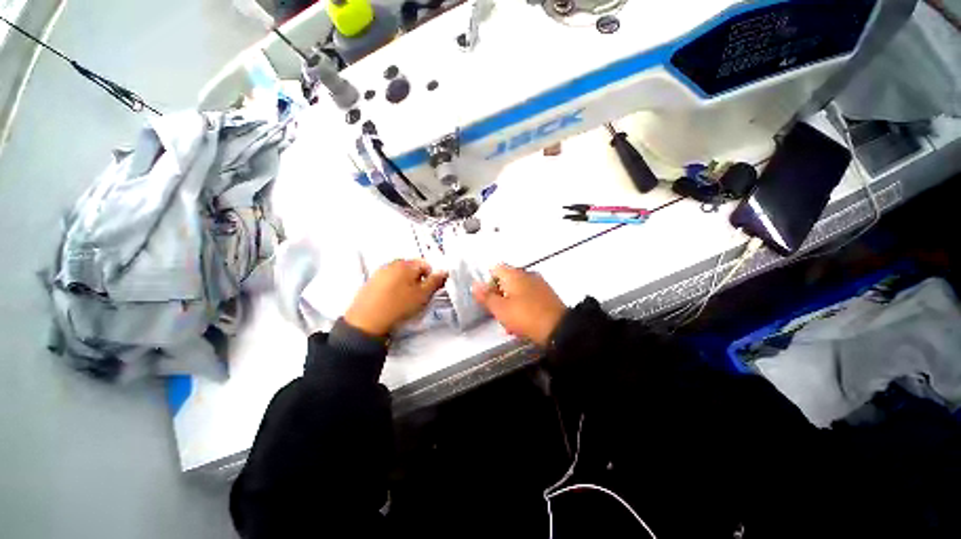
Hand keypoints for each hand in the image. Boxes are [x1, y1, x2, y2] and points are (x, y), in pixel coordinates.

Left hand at [345, 259, 447, 337]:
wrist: (367, 322)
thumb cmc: (398, 307)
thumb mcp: (423, 295)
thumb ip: (435, 281)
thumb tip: (444, 272)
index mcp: (406, 265)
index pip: (426, 264)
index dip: (431, 277)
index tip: (429, 290)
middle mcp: (391, 265)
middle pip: (411, 268)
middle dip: (418, 280)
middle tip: (418, 296)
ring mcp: (379, 273)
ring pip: (399, 275)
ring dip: (405, 284)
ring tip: (405, 301)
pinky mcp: (370, 283)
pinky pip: (387, 282)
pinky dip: (393, 289)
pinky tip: (393, 302)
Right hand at [471, 264, 566, 346]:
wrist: (559, 329)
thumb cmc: (525, 317)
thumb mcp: (500, 309)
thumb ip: (486, 296)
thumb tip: (474, 284)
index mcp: (514, 274)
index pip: (494, 269)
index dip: (487, 283)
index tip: (487, 298)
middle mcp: (526, 274)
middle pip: (505, 280)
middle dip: (499, 296)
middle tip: (498, 313)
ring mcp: (538, 283)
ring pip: (517, 290)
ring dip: (510, 304)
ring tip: (510, 323)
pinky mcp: (546, 294)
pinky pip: (528, 296)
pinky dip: (522, 306)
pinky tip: (522, 322)